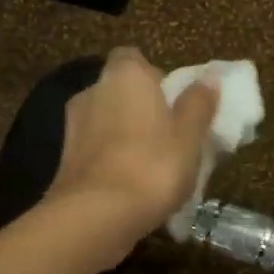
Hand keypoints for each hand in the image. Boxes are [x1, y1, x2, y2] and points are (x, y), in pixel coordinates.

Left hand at [45, 47, 219, 257]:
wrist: (96, 215)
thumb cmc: (153, 166)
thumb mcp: (190, 136)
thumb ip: (198, 104)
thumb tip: (207, 79)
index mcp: (125, 75)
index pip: (134, 58)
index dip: (155, 77)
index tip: (174, 102)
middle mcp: (93, 91)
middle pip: (120, 91)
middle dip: (141, 109)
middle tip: (170, 137)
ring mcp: (73, 126)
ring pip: (107, 123)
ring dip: (126, 137)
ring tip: (153, 167)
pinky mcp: (65, 160)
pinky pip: (97, 151)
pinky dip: (112, 161)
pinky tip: (131, 186)